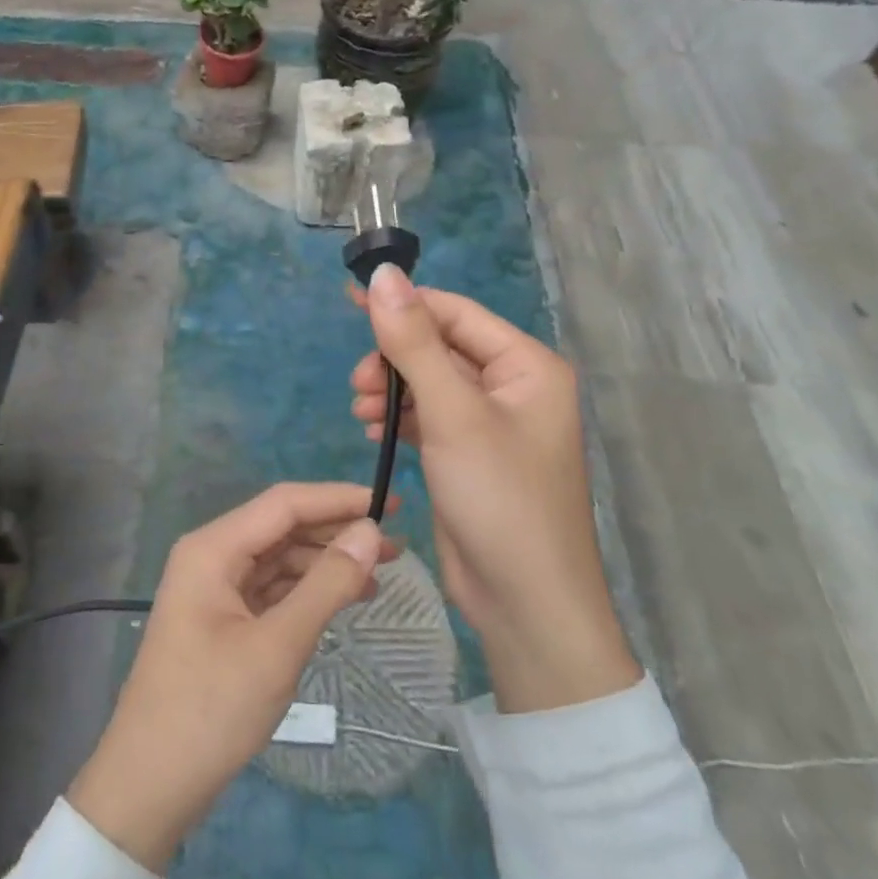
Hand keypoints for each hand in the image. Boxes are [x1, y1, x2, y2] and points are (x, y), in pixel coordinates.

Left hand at [67, 483, 392, 872]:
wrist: (150, 785)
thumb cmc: (211, 710)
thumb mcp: (278, 646)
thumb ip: (327, 585)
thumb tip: (371, 532)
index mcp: (213, 548)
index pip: (284, 504)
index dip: (338, 499)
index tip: (390, 504)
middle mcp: (211, 557)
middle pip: (282, 528)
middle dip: (336, 532)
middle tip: (396, 544)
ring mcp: (214, 589)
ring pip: (279, 558)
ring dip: (326, 563)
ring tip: (381, 574)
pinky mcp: (222, 619)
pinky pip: (271, 589)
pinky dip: (307, 591)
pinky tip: (343, 599)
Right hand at [350, 266, 639, 713]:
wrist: (525, 603)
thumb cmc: (499, 498)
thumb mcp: (452, 413)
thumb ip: (414, 342)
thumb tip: (384, 275)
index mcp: (526, 365)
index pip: (456, 313)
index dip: (404, 305)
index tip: (350, 302)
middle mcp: (513, 387)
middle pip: (440, 347)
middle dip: (395, 358)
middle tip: (358, 384)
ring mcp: (490, 424)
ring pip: (430, 383)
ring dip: (392, 389)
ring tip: (361, 411)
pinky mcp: (469, 455)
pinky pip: (429, 417)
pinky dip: (400, 417)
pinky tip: (373, 429)